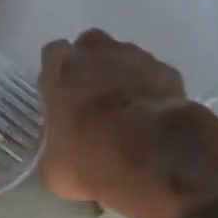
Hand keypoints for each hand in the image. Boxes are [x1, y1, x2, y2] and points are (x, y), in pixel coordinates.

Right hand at [38, 29, 204, 207]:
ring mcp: (135, 58)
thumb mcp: (54, 170)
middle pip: (89, 47)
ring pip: (123, 56)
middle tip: (91, 97)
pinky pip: (152, 75)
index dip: (56, 75)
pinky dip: (149, 89)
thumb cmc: (92, 158)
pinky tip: (151, 115)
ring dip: (120, 75)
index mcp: (61, 71)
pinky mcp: (167, 71)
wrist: (154, 155)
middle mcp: (96, 54)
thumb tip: (57, 155)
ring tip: (124, 109)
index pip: (52, 55)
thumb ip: (51, 151)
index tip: (60, 97)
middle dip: (89, 66)